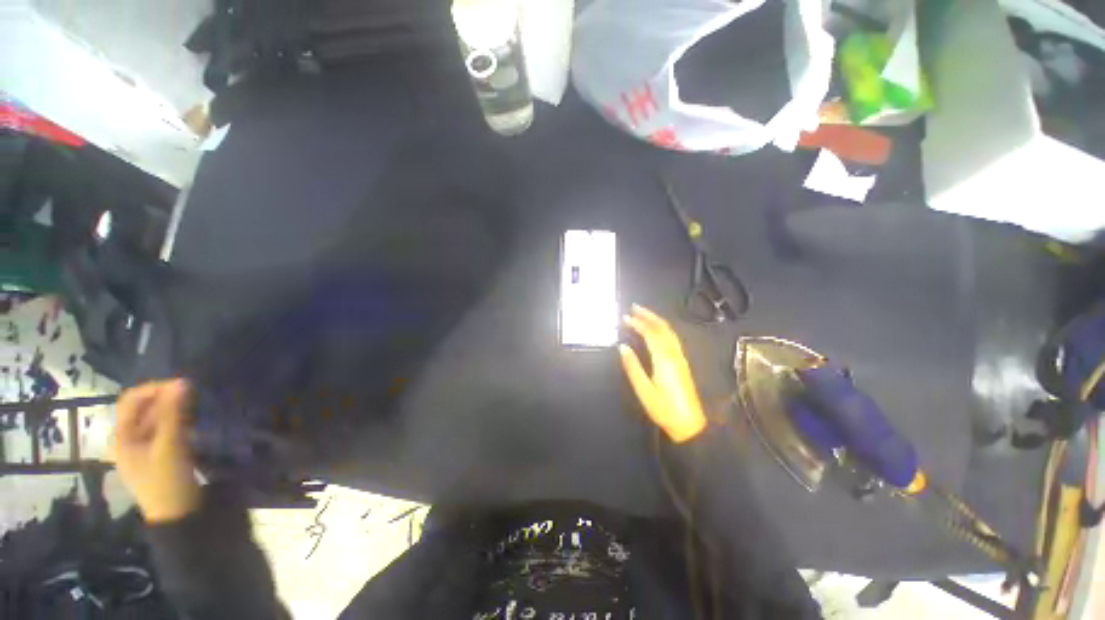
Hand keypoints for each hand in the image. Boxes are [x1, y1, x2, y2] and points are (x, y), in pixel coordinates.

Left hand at [113, 379, 201, 523]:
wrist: (179, 514)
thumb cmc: (167, 480)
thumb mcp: (170, 446)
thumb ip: (173, 414)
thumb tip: (182, 381)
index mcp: (122, 437)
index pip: (131, 401)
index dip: (153, 389)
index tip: (181, 385)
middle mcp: (128, 439)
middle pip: (143, 409)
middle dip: (166, 398)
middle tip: (192, 394)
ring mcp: (144, 448)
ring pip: (156, 419)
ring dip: (173, 409)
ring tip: (196, 404)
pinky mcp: (160, 454)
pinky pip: (165, 429)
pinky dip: (178, 420)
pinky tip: (193, 420)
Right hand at [619, 305, 707, 442]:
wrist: (690, 424)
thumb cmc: (664, 408)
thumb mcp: (644, 390)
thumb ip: (633, 367)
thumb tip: (622, 347)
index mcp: (663, 359)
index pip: (650, 333)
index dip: (638, 323)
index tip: (625, 317)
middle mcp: (674, 354)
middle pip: (663, 328)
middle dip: (648, 315)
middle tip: (634, 307)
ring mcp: (680, 357)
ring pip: (669, 331)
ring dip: (656, 320)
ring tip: (642, 314)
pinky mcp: (682, 362)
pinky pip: (672, 338)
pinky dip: (662, 328)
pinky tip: (655, 330)